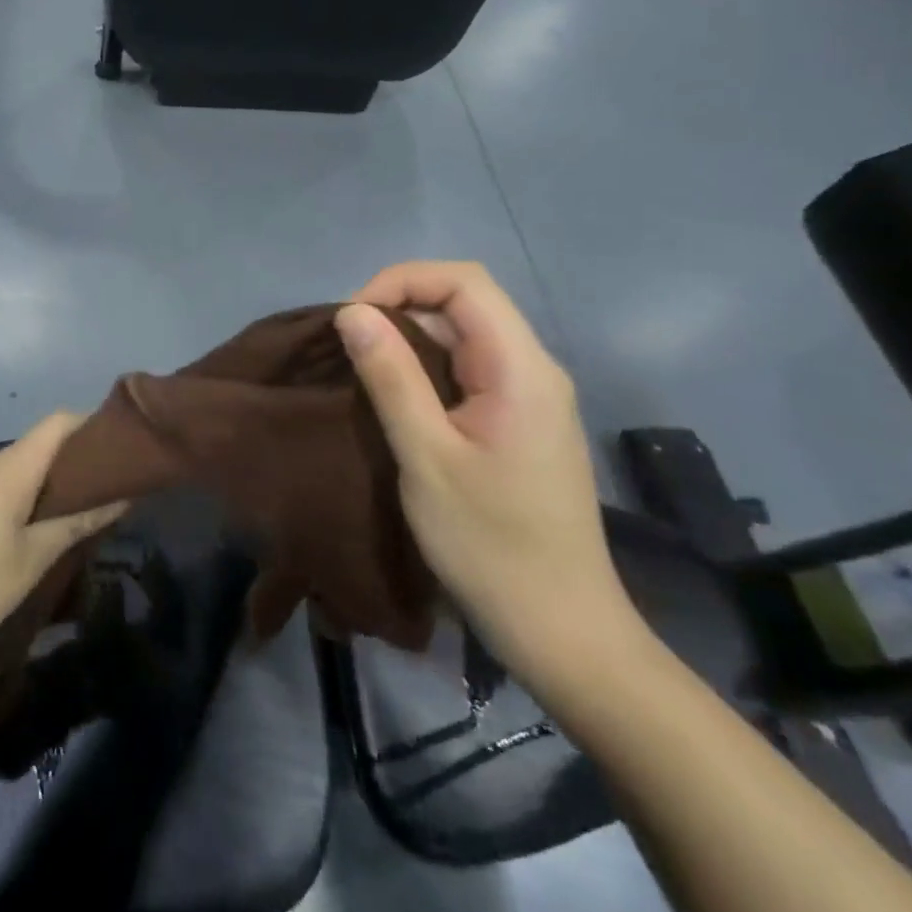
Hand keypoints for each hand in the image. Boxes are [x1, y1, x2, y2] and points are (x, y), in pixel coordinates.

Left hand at [0, 413, 128, 684]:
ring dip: (45, 491)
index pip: (59, 421)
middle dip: (75, 468)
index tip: (122, 455)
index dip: (93, 428)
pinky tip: (23, 543)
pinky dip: (17, 505)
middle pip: (39, 447)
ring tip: (71, 527)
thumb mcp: (27, 563)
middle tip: (106, 502)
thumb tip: (121, 494)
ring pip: (15, 473)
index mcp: (9, 467)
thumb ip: (75, 524)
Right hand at [337, 263, 651, 698]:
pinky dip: (427, 366)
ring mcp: (531, 397)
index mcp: (521, 368)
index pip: (464, 282)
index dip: (402, 281)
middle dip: (401, 306)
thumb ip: (391, 376)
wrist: (562, 630)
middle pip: (466, 303)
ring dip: (410, 337)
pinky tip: (396, 396)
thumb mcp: (426, 457)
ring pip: (466, 336)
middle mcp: (534, 369)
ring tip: (362, 365)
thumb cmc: (490, 544)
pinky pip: (470, 369)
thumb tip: (353, 312)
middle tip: (349, 344)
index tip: (354, 318)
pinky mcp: (521, 422)